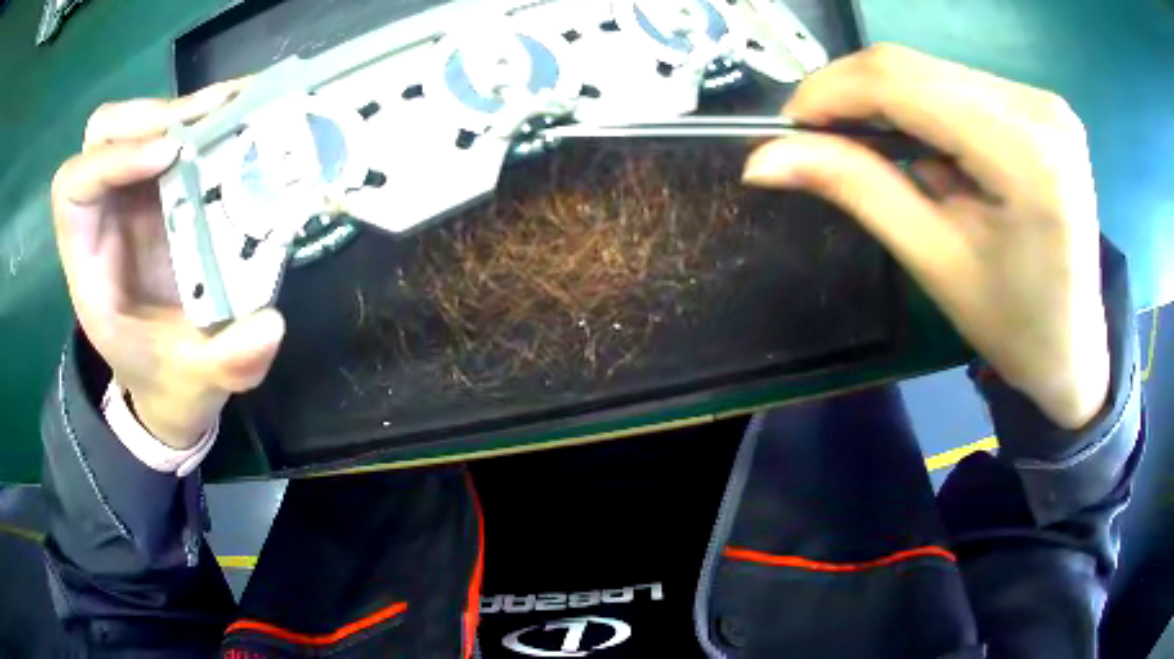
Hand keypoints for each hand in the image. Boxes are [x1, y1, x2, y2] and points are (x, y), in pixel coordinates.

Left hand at [51, 81, 285, 448]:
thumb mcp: (195, 383)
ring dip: (181, 107)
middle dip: (148, 117)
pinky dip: (204, 114)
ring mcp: (132, 194)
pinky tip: (242, 112)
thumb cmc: (167, 377)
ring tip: (234, 106)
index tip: (170, 155)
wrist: (173, 376)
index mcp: (89, 262)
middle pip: (103, 135)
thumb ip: (225, 363)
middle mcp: (104, 214)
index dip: (112, 159)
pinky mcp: (162, 186)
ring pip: (136, 120)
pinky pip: (173, 130)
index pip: (73, 188)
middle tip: (206, 118)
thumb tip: (269, 326)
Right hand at [742, 45, 1108, 429]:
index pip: (902, 81)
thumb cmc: (1013, 326)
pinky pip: (960, 85)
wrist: (1074, 349)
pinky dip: (924, 108)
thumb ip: (856, 188)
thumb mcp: (933, 260)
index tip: (787, 127)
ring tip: (872, 151)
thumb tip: (764, 157)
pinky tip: (924, 148)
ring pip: (933, 71)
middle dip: (853, 95)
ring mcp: (1044, 101)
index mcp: (1024, 153)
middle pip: (915, 66)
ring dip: (888, 103)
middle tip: (818, 139)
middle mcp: (1039, 106)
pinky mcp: (1041, 106)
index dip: (830, 91)